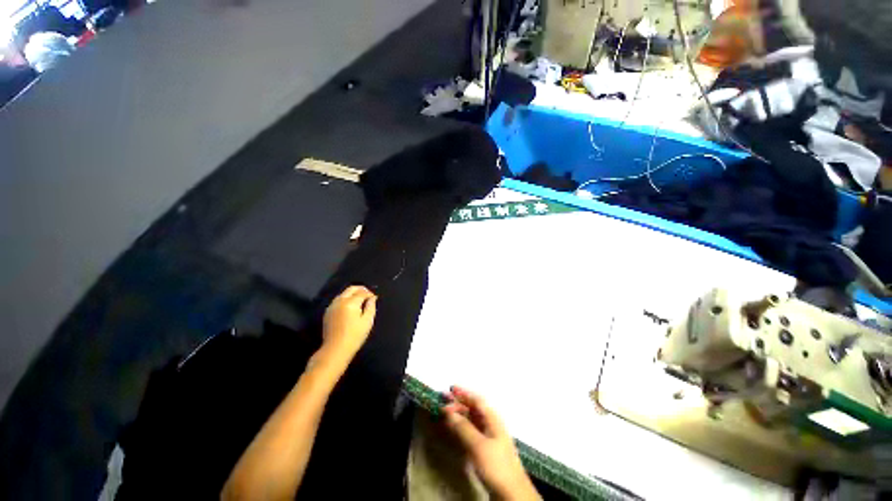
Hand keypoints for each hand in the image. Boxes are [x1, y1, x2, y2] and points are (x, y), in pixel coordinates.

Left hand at [321, 286, 376, 361]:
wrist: (335, 349)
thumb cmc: (354, 336)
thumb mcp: (367, 321)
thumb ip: (371, 307)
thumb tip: (372, 298)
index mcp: (350, 303)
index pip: (362, 292)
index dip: (370, 294)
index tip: (375, 298)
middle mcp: (340, 301)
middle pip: (351, 289)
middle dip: (361, 289)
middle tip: (368, 295)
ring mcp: (332, 306)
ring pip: (343, 293)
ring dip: (352, 294)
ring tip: (360, 301)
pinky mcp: (328, 312)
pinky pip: (338, 300)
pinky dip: (346, 299)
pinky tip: (350, 307)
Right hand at [442, 387, 539, 500]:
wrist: (512, 492)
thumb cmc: (496, 465)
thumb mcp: (479, 446)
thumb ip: (463, 428)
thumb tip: (449, 412)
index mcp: (492, 419)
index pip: (477, 400)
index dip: (464, 393)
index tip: (450, 388)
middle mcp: (491, 424)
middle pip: (474, 409)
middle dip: (459, 403)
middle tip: (443, 400)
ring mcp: (489, 437)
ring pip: (472, 420)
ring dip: (459, 415)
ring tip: (446, 412)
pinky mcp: (486, 450)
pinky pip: (472, 432)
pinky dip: (462, 428)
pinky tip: (455, 429)